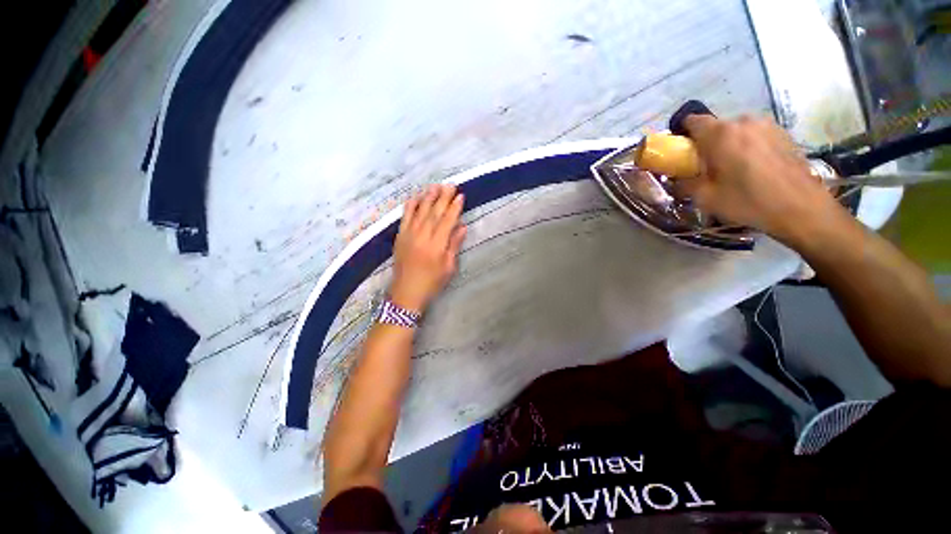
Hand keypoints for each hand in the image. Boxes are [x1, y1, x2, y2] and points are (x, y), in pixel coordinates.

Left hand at [390, 184, 466, 312]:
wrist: (406, 293)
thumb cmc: (432, 282)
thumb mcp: (449, 267)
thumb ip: (454, 245)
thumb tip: (462, 226)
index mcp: (437, 245)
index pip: (447, 221)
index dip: (454, 207)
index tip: (461, 195)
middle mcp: (422, 236)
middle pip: (434, 212)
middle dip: (443, 197)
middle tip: (450, 185)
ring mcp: (409, 235)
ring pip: (419, 211)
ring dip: (428, 197)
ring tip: (435, 186)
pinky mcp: (400, 236)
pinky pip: (405, 217)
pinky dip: (410, 206)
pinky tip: (415, 196)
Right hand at [681, 115, 844, 246]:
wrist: (800, 208)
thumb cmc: (748, 201)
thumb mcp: (705, 198)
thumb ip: (685, 184)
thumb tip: (677, 179)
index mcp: (721, 134)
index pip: (692, 121)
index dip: (683, 134)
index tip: (682, 152)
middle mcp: (744, 121)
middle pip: (716, 127)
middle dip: (707, 144)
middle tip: (708, 167)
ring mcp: (767, 125)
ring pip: (737, 131)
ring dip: (729, 145)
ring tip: (734, 169)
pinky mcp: (783, 133)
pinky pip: (755, 135)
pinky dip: (748, 147)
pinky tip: (754, 168)